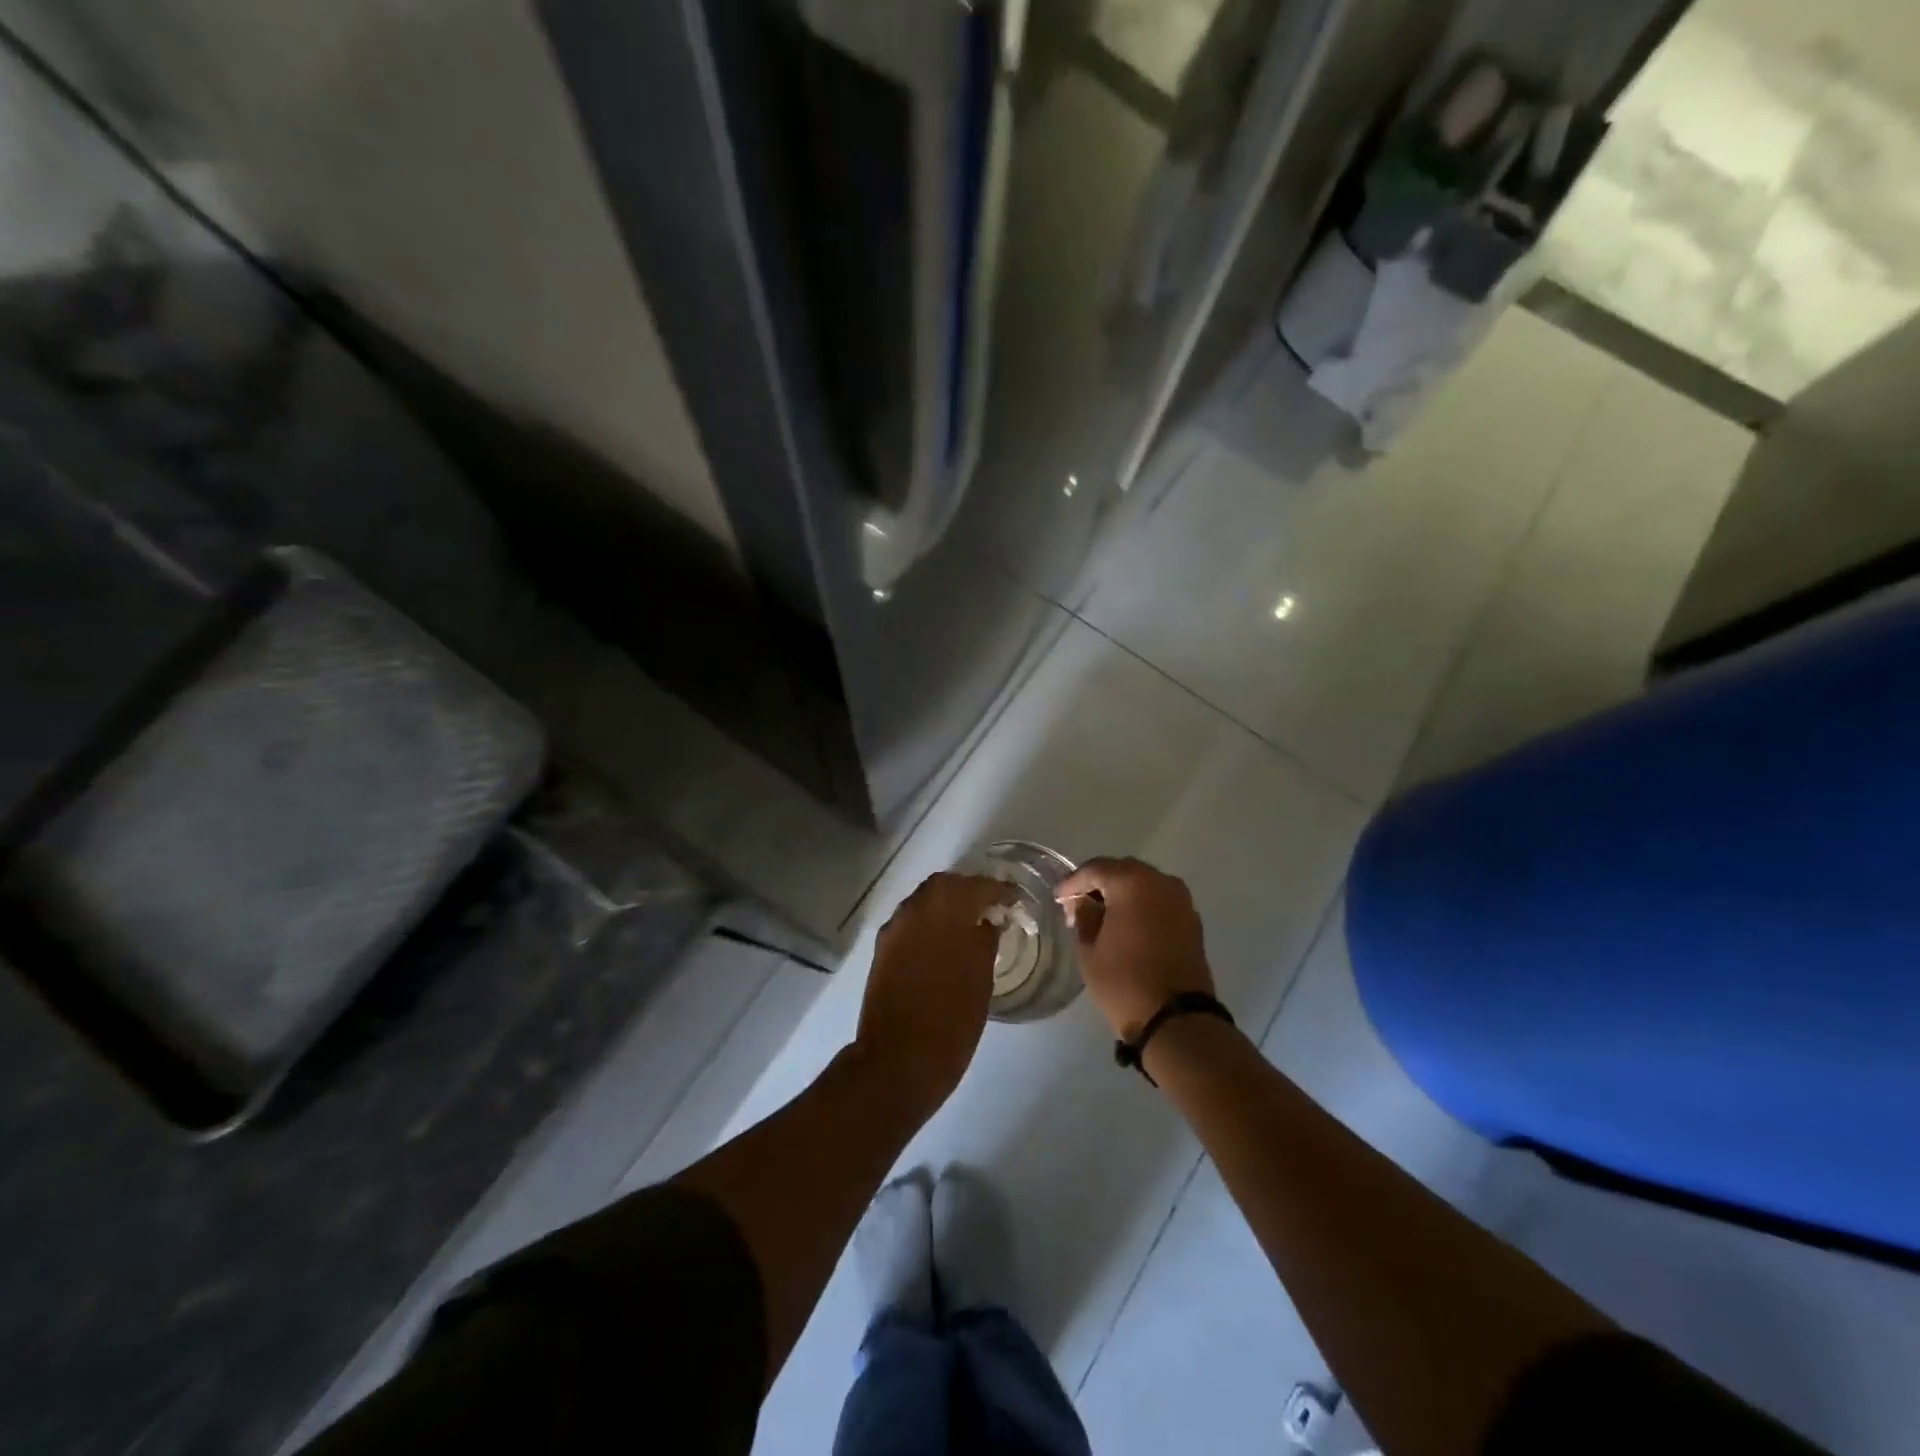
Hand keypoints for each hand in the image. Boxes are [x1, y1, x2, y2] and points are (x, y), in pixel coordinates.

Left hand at [855, 873, 1010, 1119]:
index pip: (977, 886)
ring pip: (923, 900)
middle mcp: (916, 910)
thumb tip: (987, 922)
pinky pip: (910, 921)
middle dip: (968, 890)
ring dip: (946, 904)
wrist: (898, 1059)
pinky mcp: (882, 948)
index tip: (1014, 899)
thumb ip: (985, 941)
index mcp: (947, 912)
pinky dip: (928, 922)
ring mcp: (895, 928)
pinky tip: (942, 942)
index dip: (998, 890)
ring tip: (968, 924)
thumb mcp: (981, 979)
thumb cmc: (951, 1020)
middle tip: (989, 907)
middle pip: (944, 885)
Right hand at [1055, 857, 1214, 1041]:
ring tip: (1102, 916)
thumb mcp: (1089, 949)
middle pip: (1122, 871)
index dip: (1073, 882)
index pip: (1095, 869)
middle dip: (1099, 885)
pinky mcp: (1192, 920)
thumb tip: (1084, 902)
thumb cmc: (1124, 981)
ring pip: (1143, 884)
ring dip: (1122, 894)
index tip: (1058, 898)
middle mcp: (1160, 881)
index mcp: (1132, 882)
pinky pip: (1159, 901)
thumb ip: (1083, 916)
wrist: (1177, 1019)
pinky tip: (1127, 925)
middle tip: (1078, 905)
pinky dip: (1141, 906)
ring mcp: (1181, 900)